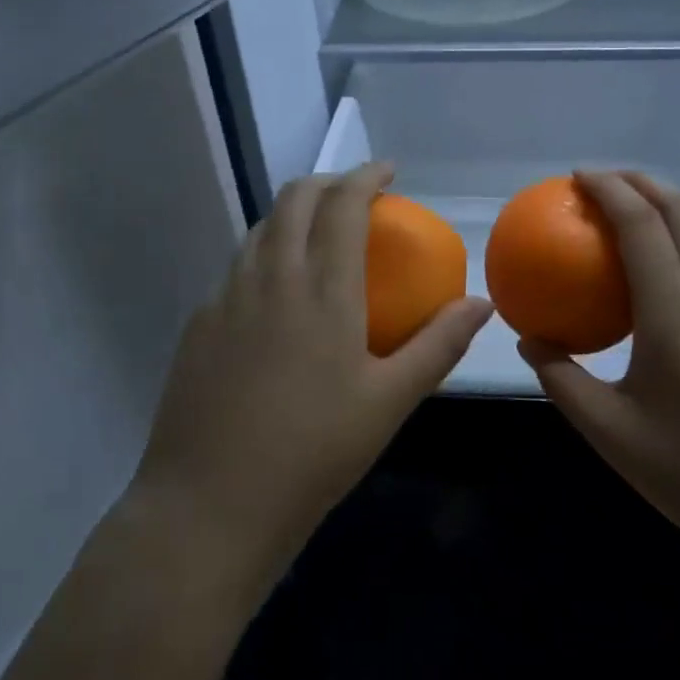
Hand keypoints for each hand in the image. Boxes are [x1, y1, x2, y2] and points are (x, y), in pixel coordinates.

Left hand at [130, 162, 491, 608]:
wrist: (208, 508)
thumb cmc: (313, 453)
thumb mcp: (389, 402)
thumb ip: (438, 345)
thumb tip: (480, 304)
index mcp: (322, 288)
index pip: (343, 204)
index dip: (366, 176)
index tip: (388, 171)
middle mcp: (271, 276)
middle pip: (295, 198)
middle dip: (327, 182)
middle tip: (355, 195)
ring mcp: (226, 296)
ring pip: (261, 228)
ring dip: (293, 214)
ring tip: (317, 235)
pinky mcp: (199, 323)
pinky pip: (237, 267)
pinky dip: (265, 254)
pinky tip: (276, 294)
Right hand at [520, 171, 679, 571]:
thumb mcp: (610, 432)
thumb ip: (562, 378)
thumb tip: (528, 339)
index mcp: (675, 312)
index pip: (641, 224)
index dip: (608, 189)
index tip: (576, 176)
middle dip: (640, 181)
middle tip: (598, 183)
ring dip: (664, 205)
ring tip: (625, 215)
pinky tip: (657, 272)